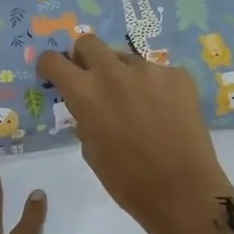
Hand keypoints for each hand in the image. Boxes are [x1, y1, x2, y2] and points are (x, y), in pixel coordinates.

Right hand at [36, 35, 233, 233]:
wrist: (182, 191)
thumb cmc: (128, 181)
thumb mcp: (92, 151)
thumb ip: (84, 120)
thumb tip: (87, 108)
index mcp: (85, 93)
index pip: (54, 60)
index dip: (50, 66)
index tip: (54, 73)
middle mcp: (114, 72)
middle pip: (89, 42)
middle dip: (84, 57)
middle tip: (92, 79)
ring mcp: (150, 70)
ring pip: (126, 59)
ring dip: (123, 75)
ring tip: (137, 105)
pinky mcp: (179, 75)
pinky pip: (158, 73)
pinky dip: (155, 87)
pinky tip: (165, 113)